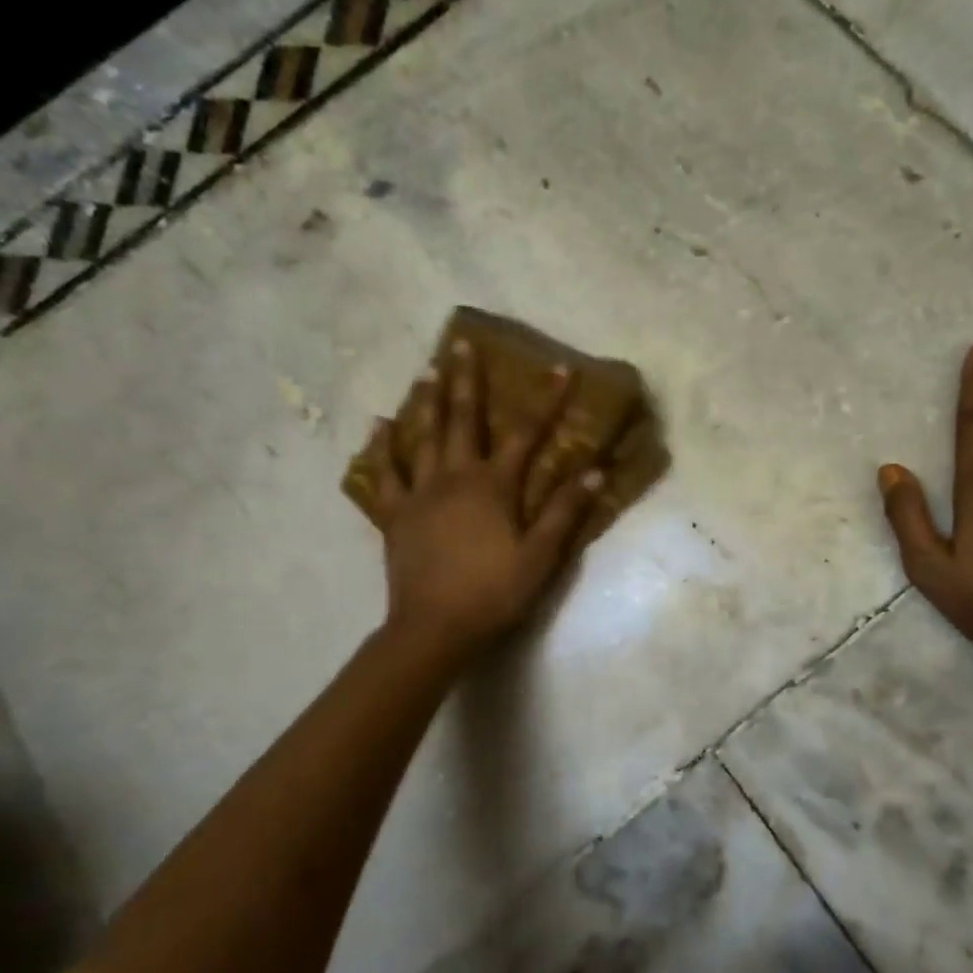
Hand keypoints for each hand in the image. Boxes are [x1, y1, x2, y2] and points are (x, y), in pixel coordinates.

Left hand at [365, 340, 602, 659]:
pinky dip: (381, 448)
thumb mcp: (540, 556)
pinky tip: (378, 426)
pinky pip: (385, 474)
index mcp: (494, 486)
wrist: (434, 628)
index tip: (559, 368)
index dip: (546, 400)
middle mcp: (455, 477)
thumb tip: (594, 471)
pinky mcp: (396, 515)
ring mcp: (420, 493)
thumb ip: (564, 511)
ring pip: (422, 437)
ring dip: (427, 402)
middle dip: (467, 381)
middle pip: (462, 420)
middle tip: (461, 345)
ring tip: (426, 371)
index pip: (527, 433)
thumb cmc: (493, 592)